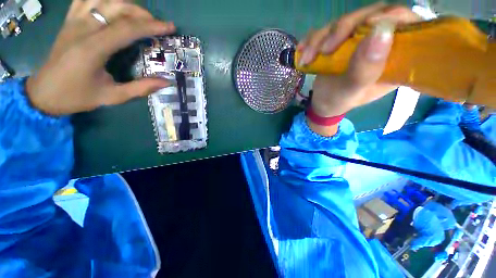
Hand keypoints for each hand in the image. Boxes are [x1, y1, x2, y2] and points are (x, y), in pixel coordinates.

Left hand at [26, 0, 175, 115]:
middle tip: (157, 24)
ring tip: (138, 15)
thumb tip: (166, 82)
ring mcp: (74, 22)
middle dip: (142, 13)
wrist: (44, 93)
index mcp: (93, 48)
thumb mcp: (112, 97)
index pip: (127, 28)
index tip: (170, 27)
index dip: (151, 26)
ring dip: (124, 3)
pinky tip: (113, 6)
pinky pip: (85, 0)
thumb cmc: (77, 96)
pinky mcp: (69, 21)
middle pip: (116, 7)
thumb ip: (141, 88)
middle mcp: (82, 28)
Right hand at [298, 3, 422, 133]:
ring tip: (308, 59)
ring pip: (343, 21)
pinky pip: (325, 29)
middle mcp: (379, 42)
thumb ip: (366, 68)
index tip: (367, 25)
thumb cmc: (340, 101)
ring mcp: (357, 38)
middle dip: (343, 29)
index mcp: (395, 56)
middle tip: (325, 50)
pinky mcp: (339, 40)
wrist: (322, 103)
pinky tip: (303, 53)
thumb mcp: (353, 91)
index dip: (392, 16)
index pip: (407, 23)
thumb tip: (382, 30)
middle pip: (370, 15)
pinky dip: (311, 40)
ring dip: (320, 38)